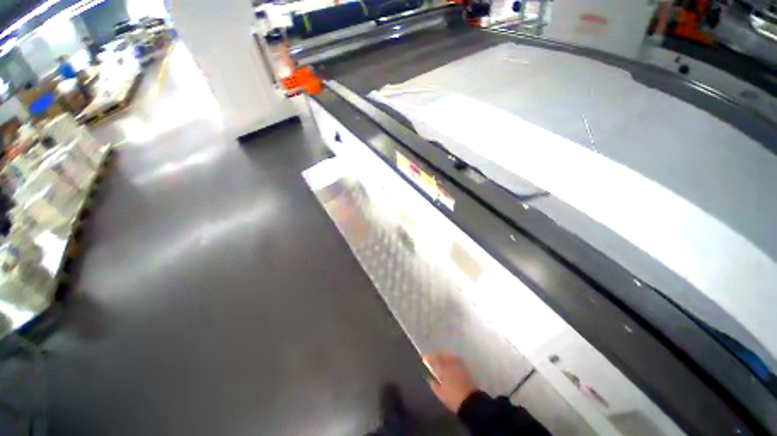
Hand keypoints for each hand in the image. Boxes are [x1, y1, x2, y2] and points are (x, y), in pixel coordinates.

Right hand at [423, 353, 477, 412]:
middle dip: (435, 356)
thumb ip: (433, 384)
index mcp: (442, 368)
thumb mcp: (440, 393)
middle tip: (431, 358)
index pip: (433, 359)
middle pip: (441, 355)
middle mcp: (450, 363)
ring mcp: (458, 364)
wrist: (470, 401)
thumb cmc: (453, 398)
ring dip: (443, 356)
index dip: (427, 357)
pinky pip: (455, 359)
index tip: (422, 357)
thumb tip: (429, 378)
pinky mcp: (464, 368)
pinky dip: (451, 359)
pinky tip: (449, 362)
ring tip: (440, 359)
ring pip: (448, 356)